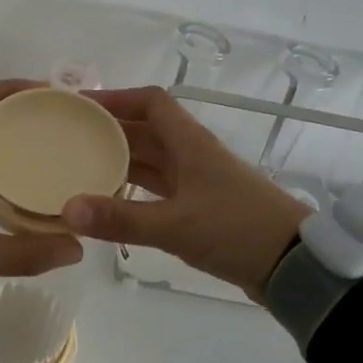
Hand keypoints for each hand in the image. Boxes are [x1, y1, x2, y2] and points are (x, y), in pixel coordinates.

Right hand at [60, 86, 311, 301]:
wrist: (294, 264)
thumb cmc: (236, 230)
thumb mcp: (175, 225)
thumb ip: (121, 218)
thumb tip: (68, 208)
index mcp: (190, 143)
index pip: (152, 102)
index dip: (118, 97)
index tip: (82, 105)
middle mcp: (192, 155)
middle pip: (147, 130)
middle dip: (110, 130)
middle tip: (68, 138)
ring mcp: (198, 182)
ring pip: (152, 161)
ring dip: (120, 161)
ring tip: (79, 168)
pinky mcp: (201, 208)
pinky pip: (159, 189)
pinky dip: (134, 191)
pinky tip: (110, 203)